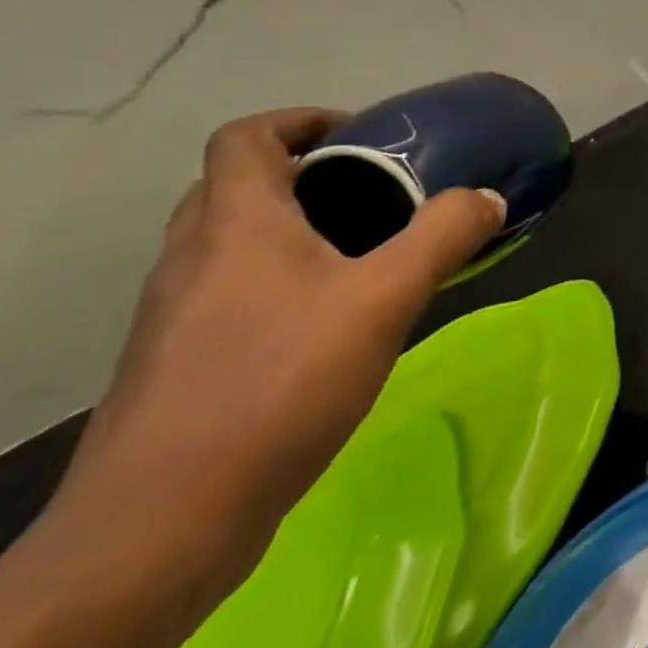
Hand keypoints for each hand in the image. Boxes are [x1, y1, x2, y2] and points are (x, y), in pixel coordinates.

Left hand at [56, 107, 506, 577]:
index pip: (246, 138)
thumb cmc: (277, 386)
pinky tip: (335, 321)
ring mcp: (178, 316)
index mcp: (236, 226)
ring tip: (369, 253)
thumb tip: (486, 199)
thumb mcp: (385, 299)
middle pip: (238, 186)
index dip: (301, 120)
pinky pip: (234, 292)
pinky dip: (284, 280)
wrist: (160, 526)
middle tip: (377, 191)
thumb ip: (444, 237)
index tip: (363, 136)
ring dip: (297, 229)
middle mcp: (193, 259)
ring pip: (234, 243)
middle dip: (308, 174)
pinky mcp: (182, 364)